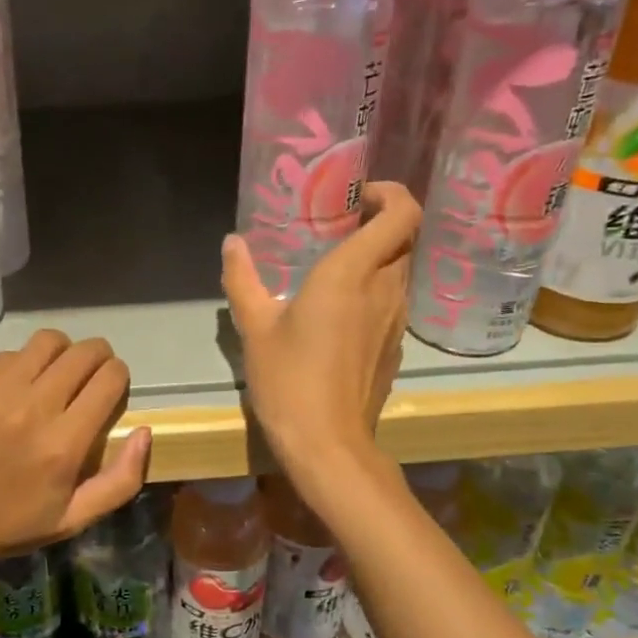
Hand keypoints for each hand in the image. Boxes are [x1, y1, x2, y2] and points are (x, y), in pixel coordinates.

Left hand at [0, 330, 150, 590]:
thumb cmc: (9, 526)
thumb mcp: (74, 519)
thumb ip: (121, 480)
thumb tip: (144, 432)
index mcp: (63, 444)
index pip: (108, 378)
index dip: (118, 374)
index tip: (112, 383)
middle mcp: (31, 408)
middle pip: (82, 352)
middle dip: (97, 356)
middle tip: (90, 370)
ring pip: (46, 342)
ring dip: (60, 352)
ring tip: (53, 372)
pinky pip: (6, 356)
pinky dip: (20, 366)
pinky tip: (11, 389)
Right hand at [222, 181, 420, 483]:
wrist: (327, 443)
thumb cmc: (288, 379)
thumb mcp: (255, 326)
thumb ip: (242, 278)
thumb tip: (233, 243)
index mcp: (352, 273)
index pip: (403, 212)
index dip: (390, 193)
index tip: (358, 196)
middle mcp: (386, 288)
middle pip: (405, 237)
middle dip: (379, 223)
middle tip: (338, 227)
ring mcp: (397, 320)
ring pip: (401, 270)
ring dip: (378, 258)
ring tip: (335, 267)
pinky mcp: (396, 346)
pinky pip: (394, 301)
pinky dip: (375, 291)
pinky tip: (340, 312)